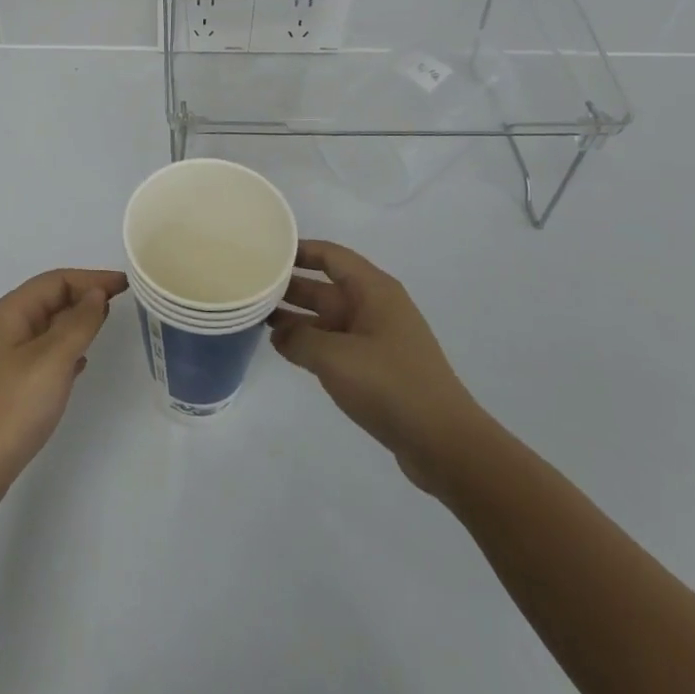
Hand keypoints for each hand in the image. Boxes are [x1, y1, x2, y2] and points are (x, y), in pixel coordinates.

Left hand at [0, 268, 127, 516]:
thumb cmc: (11, 407)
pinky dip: (67, 348)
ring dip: (77, 321)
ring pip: (49, 326)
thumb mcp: (52, 360)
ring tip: (106, 324)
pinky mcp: (11, 384)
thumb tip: (96, 294)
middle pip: (51, 298)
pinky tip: (81, 362)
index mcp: (12, 312)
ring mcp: (7, 357)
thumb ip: (78, 323)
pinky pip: (46, 353)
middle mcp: (7, 327)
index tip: (126, 284)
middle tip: (122, 301)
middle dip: (85, 295)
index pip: (57, 281)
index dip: (92, 278)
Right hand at [269, 239, 487, 493]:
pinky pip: (335, 344)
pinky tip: (282, 348)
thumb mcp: (335, 357)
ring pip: (327, 317)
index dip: (298, 250)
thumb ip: (299, 339)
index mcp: (373, 290)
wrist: (444, 443)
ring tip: (256, 317)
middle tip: (250, 286)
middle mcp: (375, 307)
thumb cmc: (390, 385)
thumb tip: (278, 333)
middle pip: (325, 286)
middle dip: (289, 286)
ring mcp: (376, 338)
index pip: (330, 256)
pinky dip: (310, 343)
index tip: (264, 250)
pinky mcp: (376, 367)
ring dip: (295, 317)